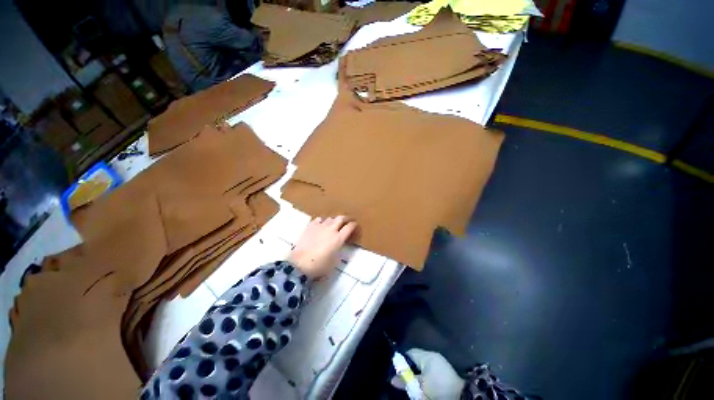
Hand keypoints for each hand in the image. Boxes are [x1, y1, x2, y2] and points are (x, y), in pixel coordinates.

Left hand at [288, 216, 357, 278]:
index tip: (355, 225)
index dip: (354, 225)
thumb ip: (339, 251)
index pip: (349, 227)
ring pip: (330, 218)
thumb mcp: (334, 261)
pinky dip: (323, 221)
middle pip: (341, 218)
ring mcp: (320, 226)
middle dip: (346, 218)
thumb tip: (341, 245)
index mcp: (338, 238)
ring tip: (334, 224)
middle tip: (347, 221)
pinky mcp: (310, 227)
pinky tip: (321, 224)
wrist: (299, 264)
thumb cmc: (319, 266)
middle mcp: (331, 229)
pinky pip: (319, 219)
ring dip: (334, 220)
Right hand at [391, 348, 464, 399]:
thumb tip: (392, 379)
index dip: (402, 360)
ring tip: (411, 382)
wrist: (461, 396)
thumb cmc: (439, 388)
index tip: (397, 370)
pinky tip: (422, 384)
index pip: (410, 352)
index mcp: (427, 355)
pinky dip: (424, 376)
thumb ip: (406, 381)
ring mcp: (439, 363)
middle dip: (409, 368)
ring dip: (416, 373)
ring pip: (422, 365)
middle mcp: (433, 356)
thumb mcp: (421, 386)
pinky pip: (429, 370)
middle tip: (403, 378)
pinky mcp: (444, 371)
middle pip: (416, 359)